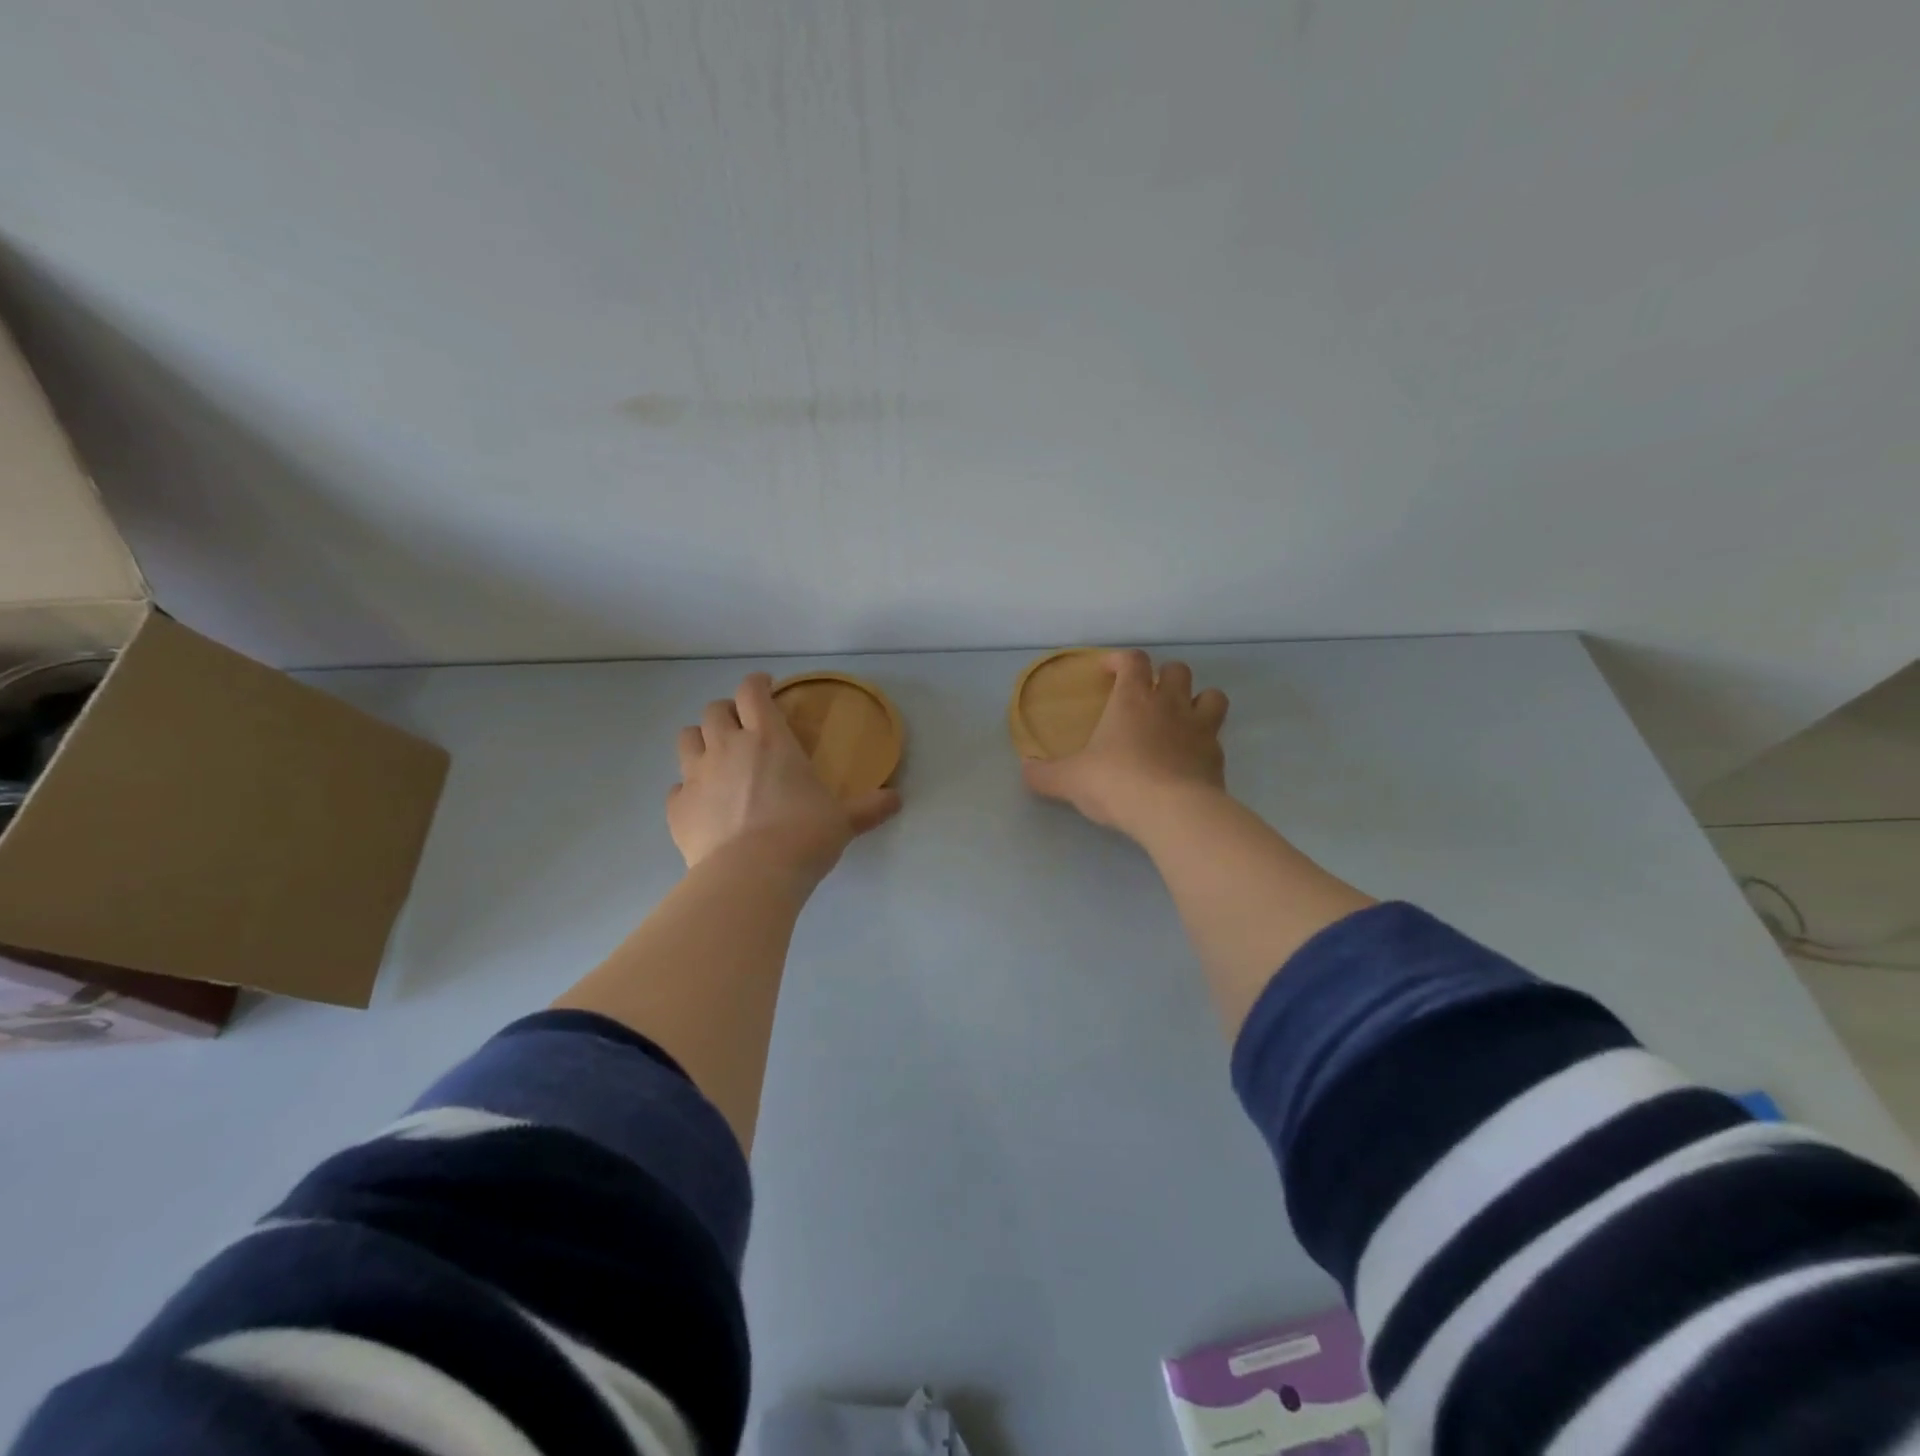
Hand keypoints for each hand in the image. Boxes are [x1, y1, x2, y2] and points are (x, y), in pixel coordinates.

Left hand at [670, 673, 900, 879]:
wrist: (751, 875)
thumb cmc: (803, 836)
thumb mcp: (843, 820)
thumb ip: (868, 807)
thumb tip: (897, 800)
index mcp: (769, 740)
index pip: (752, 692)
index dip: (756, 683)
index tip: (764, 686)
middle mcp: (727, 747)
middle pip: (713, 710)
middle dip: (726, 712)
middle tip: (742, 727)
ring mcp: (696, 776)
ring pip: (686, 739)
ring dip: (700, 741)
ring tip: (715, 757)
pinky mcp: (676, 808)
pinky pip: (676, 787)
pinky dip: (688, 789)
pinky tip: (703, 804)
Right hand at [1022, 650, 1229, 837]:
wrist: (1173, 812)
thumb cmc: (1116, 783)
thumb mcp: (1070, 780)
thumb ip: (1045, 774)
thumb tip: (1026, 770)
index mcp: (1132, 699)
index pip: (1133, 660)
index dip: (1121, 660)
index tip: (1108, 671)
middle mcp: (1170, 704)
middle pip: (1177, 669)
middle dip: (1163, 676)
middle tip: (1148, 695)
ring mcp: (1200, 728)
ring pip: (1212, 695)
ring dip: (1198, 700)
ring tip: (1182, 717)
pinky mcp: (1217, 757)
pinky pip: (1216, 739)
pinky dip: (1205, 743)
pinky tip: (1189, 760)